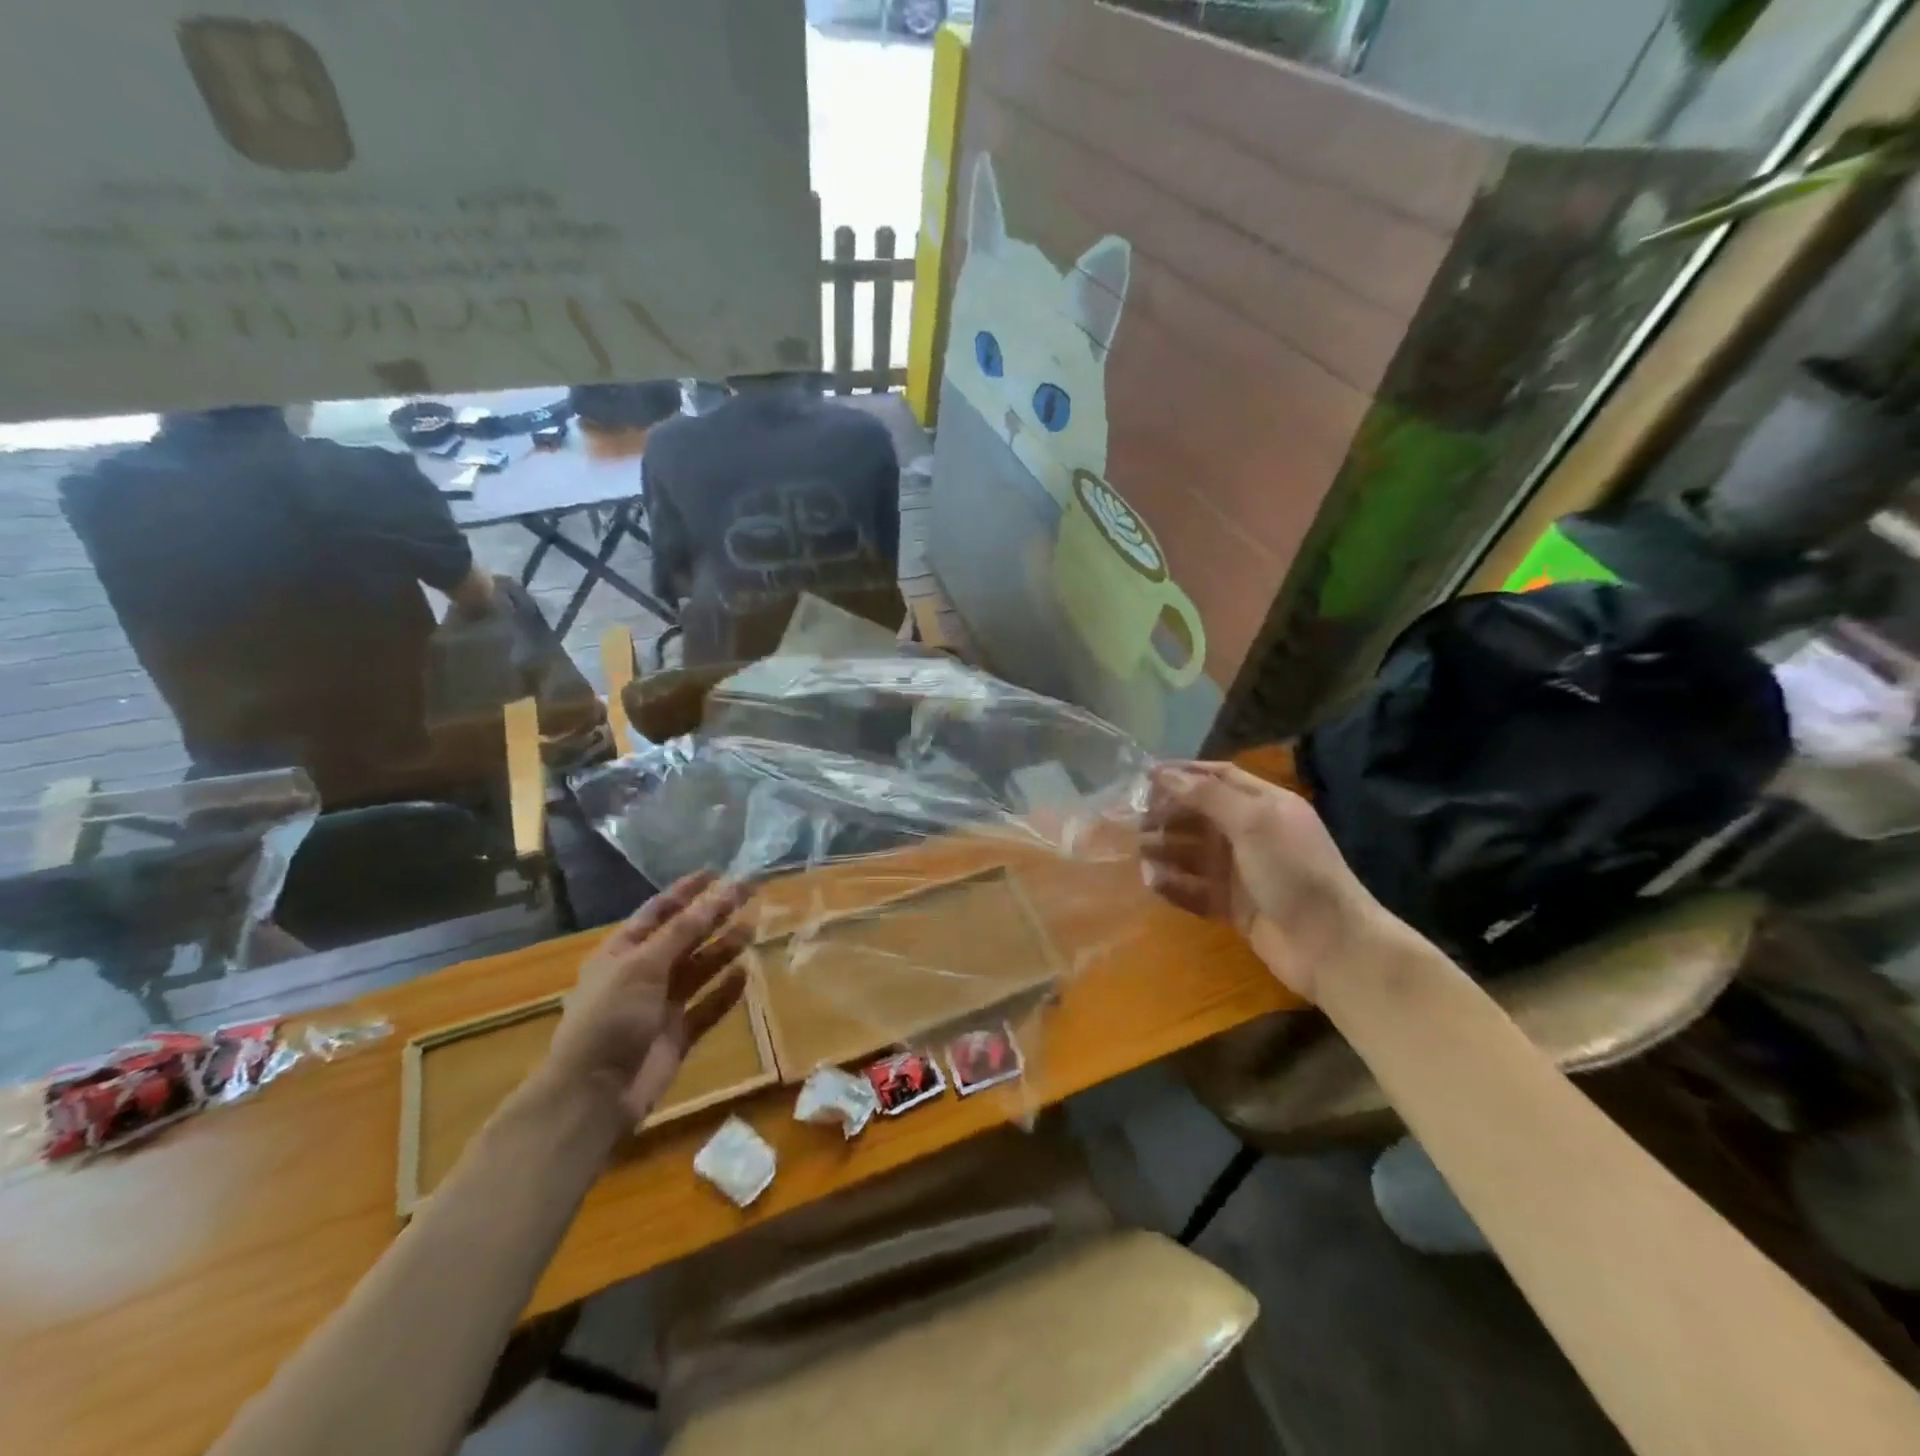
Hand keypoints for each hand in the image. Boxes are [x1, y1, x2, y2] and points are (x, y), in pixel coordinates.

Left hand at [540, 872, 751, 1123]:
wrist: (593, 1096)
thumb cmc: (610, 1019)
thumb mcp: (642, 966)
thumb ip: (682, 931)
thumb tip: (716, 894)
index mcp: (622, 953)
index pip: (659, 912)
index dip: (687, 892)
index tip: (717, 873)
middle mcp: (642, 975)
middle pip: (685, 938)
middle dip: (715, 916)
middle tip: (750, 894)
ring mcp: (660, 1007)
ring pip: (699, 969)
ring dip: (724, 949)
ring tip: (753, 929)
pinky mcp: (677, 1036)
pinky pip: (707, 1007)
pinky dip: (725, 992)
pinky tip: (746, 976)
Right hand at [1142, 762, 1390, 1001]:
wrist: (1329, 945)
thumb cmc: (1293, 871)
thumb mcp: (1253, 822)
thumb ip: (1207, 795)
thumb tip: (1162, 773)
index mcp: (1264, 805)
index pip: (1218, 777)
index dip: (1182, 774)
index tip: (1143, 776)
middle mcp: (1252, 833)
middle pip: (1200, 815)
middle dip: (1167, 814)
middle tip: (1133, 821)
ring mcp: (1242, 871)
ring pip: (1193, 852)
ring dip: (1165, 849)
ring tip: (1137, 853)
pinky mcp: (1234, 905)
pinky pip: (1195, 889)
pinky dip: (1174, 885)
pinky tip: (1152, 882)